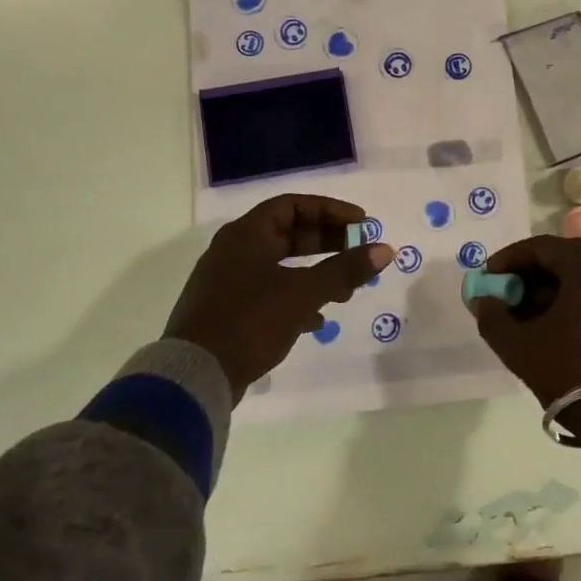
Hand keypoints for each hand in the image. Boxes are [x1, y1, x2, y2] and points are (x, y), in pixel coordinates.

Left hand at [163, 194, 391, 399]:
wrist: (195, 375)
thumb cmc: (250, 320)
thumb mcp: (303, 292)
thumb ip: (345, 270)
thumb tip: (385, 249)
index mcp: (246, 235)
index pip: (293, 205)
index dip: (330, 211)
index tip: (361, 224)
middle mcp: (233, 251)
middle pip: (287, 234)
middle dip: (327, 242)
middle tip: (358, 251)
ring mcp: (227, 282)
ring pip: (280, 266)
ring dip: (315, 273)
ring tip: (345, 291)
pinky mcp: (227, 311)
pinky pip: (269, 293)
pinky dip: (295, 298)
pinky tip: (316, 319)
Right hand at [468, 236, 580, 460]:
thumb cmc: (570, 371)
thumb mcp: (519, 345)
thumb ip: (492, 316)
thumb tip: (483, 300)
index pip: (541, 247)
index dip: (509, 259)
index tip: (488, 279)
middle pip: (564, 260)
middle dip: (529, 276)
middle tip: (504, 298)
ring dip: (550, 292)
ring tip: (524, 318)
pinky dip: (573, 303)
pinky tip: (553, 329)